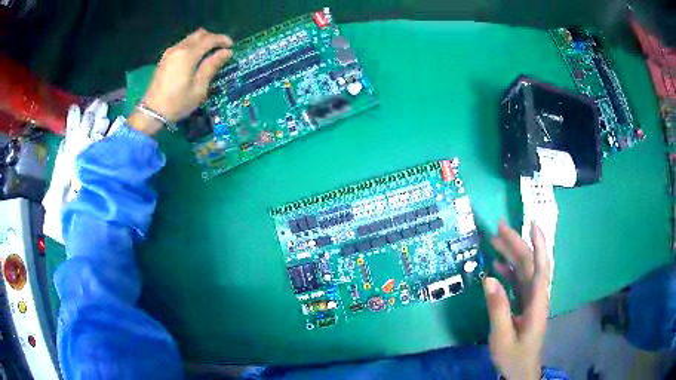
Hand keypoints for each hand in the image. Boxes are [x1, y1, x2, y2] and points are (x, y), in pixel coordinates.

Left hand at [129, 28, 232, 134]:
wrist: (151, 112)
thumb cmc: (177, 103)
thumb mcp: (199, 88)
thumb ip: (212, 66)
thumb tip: (226, 52)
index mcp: (188, 54)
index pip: (209, 39)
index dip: (223, 40)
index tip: (232, 46)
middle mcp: (179, 48)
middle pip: (200, 34)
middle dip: (213, 38)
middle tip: (221, 49)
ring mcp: (170, 52)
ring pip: (191, 38)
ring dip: (203, 42)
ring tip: (210, 54)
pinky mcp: (165, 58)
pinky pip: (183, 44)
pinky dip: (193, 46)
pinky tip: (196, 58)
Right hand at [483, 221, 550, 379]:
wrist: (521, 370)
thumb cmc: (514, 356)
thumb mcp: (502, 337)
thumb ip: (498, 309)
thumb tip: (488, 279)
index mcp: (537, 302)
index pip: (541, 268)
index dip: (539, 245)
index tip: (533, 224)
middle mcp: (537, 296)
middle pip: (530, 265)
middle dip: (517, 244)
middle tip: (498, 228)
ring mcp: (531, 300)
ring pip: (524, 271)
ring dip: (511, 254)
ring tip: (495, 240)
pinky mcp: (525, 304)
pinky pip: (518, 282)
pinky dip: (508, 271)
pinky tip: (497, 264)